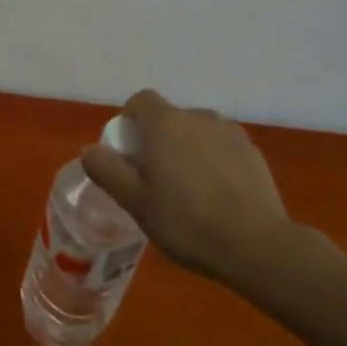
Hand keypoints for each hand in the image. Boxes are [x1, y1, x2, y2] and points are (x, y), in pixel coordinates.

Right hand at [81, 89, 318, 298]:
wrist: (256, 246)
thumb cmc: (185, 220)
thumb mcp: (134, 201)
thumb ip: (107, 170)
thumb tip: (90, 149)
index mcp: (165, 123)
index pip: (141, 100)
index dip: (130, 119)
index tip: (128, 151)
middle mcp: (198, 117)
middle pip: (170, 118)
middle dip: (159, 140)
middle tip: (155, 179)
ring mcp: (230, 133)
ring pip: (198, 133)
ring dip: (188, 150)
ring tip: (189, 191)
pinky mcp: (254, 154)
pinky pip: (223, 149)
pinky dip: (214, 163)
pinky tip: (217, 198)